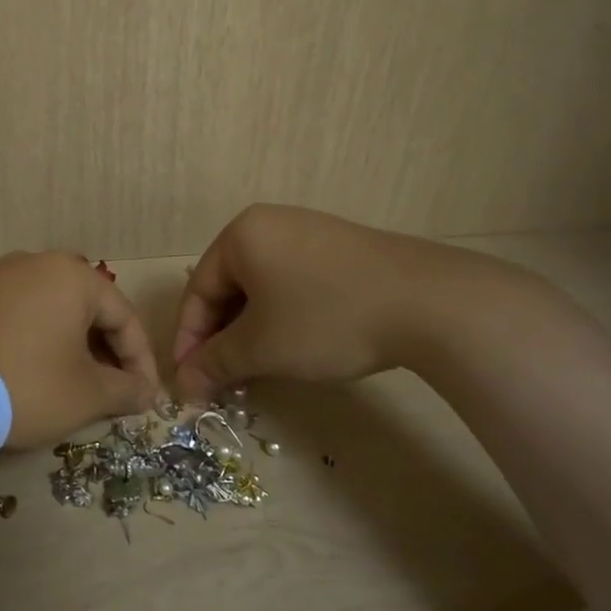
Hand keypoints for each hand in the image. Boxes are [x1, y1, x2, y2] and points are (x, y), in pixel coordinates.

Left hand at [0, 251, 161, 448]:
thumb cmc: (25, 385)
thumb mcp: (86, 395)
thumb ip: (125, 389)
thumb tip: (145, 392)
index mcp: (70, 276)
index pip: (122, 316)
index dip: (140, 359)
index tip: (143, 395)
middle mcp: (30, 263)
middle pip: (81, 308)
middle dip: (100, 350)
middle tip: (107, 388)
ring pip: (41, 310)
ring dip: (60, 344)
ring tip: (62, 381)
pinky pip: (4, 317)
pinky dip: (20, 341)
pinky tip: (14, 372)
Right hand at [172, 204, 511, 400]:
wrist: (428, 302)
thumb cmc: (326, 317)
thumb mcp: (262, 346)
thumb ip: (215, 363)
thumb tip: (183, 385)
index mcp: (241, 235)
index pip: (198, 291)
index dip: (189, 341)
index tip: (188, 382)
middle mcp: (271, 224)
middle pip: (228, 287)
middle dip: (221, 338)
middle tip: (220, 380)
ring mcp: (310, 233)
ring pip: (261, 288)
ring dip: (250, 332)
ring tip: (254, 370)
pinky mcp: (341, 250)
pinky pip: (293, 283)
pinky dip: (282, 317)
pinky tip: (293, 347)